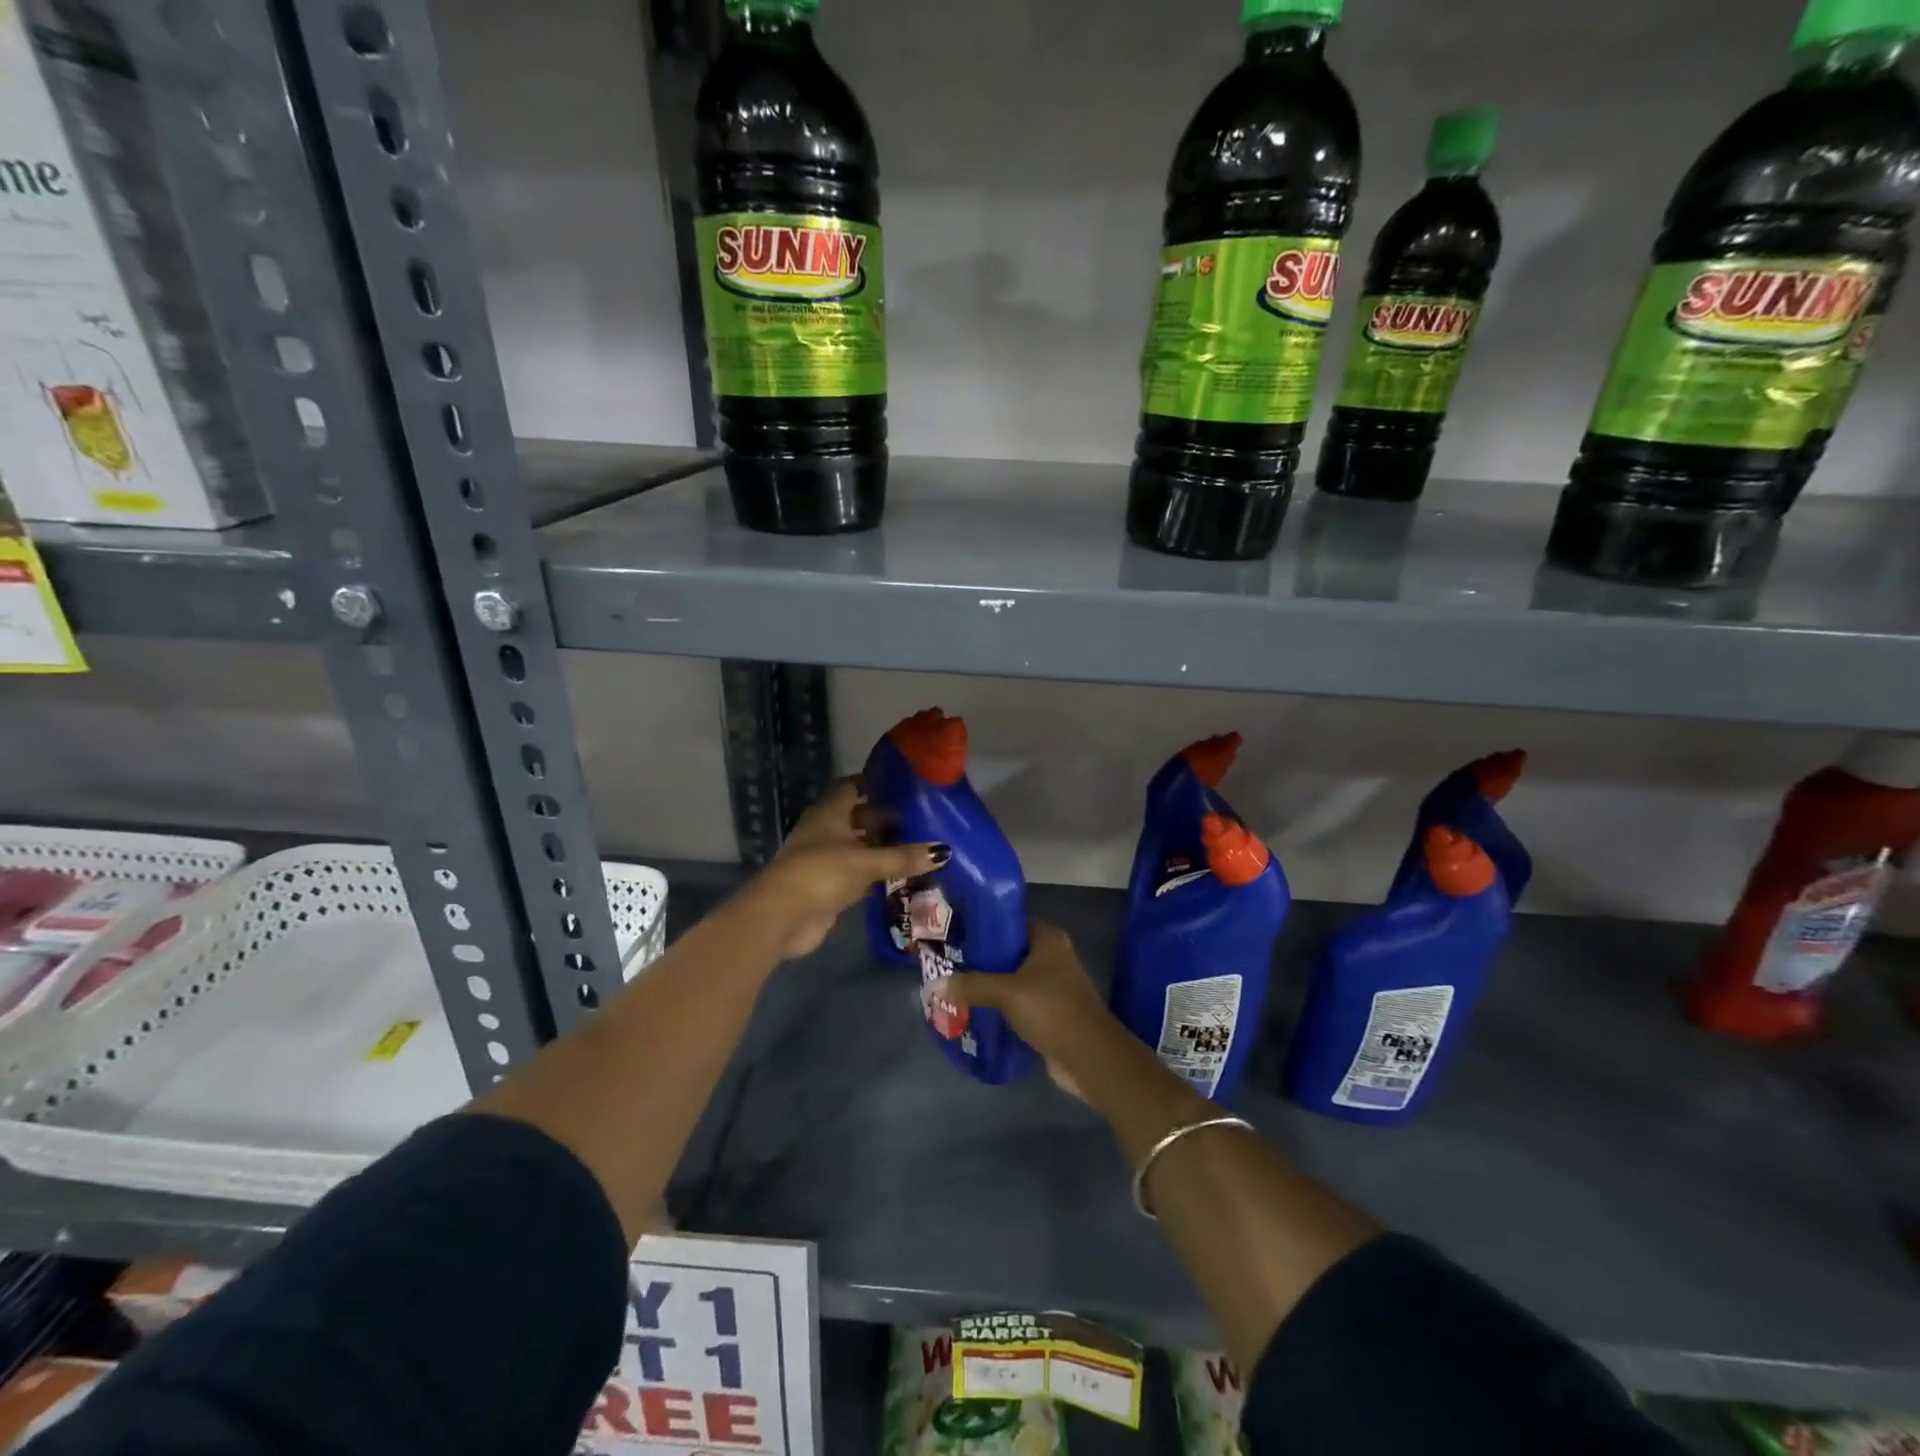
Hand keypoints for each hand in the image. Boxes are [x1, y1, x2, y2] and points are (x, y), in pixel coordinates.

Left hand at [751, 779, 947, 958]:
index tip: (900, 786)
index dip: (872, 783)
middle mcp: (824, 831)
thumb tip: (943, 851)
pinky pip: (856, 873)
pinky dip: (875, 873)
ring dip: (880, 848)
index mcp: (828, 813)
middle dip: (883, 819)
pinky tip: (900, 876)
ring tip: (915, 847)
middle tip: (917, 820)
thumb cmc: (822, 873)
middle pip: (856, 817)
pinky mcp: (827, 886)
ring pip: (857, 847)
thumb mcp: (866, 862)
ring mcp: (823, 860)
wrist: (782, 916)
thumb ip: (903, 857)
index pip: (850, 787)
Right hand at [943, 923, 1115, 1098]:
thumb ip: (970, 985)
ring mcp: (1054, 987)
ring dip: (990, 987)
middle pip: (1010, 954)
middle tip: (948, 965)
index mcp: (1049, 939)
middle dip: (982, 961)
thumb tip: (932, 986)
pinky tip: (975, 1013)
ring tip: (954, 989)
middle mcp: (1053, 958)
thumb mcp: (1006, 992)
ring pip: (1013, 981)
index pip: (1011, 924)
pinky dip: (1000, 1009)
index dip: (984, 929)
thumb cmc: (1051, 1009)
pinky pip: (1019, 1005)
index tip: (956, 936)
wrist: (1089, 1057)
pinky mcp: (1051, 1014)